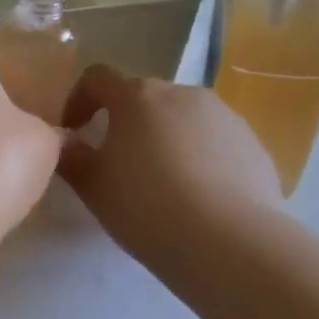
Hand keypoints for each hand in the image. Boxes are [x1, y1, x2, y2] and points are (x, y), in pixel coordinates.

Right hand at [58, 66, 281, 269]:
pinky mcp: (253, 145)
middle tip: (116, 163)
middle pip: (144, 98)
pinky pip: (214, 143)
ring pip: (182, 119)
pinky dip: (198, 159)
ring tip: (160, 183)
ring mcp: (225, 116)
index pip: (97, 78)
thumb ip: (71, 156)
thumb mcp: (92, 185)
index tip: (73, 131)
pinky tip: (195, 197)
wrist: (228, 240)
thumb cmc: (145, 204)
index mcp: (137, 96)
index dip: (78, 99)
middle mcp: (183, 94)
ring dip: (164, 139)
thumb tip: (64, 141)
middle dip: (125, 122)